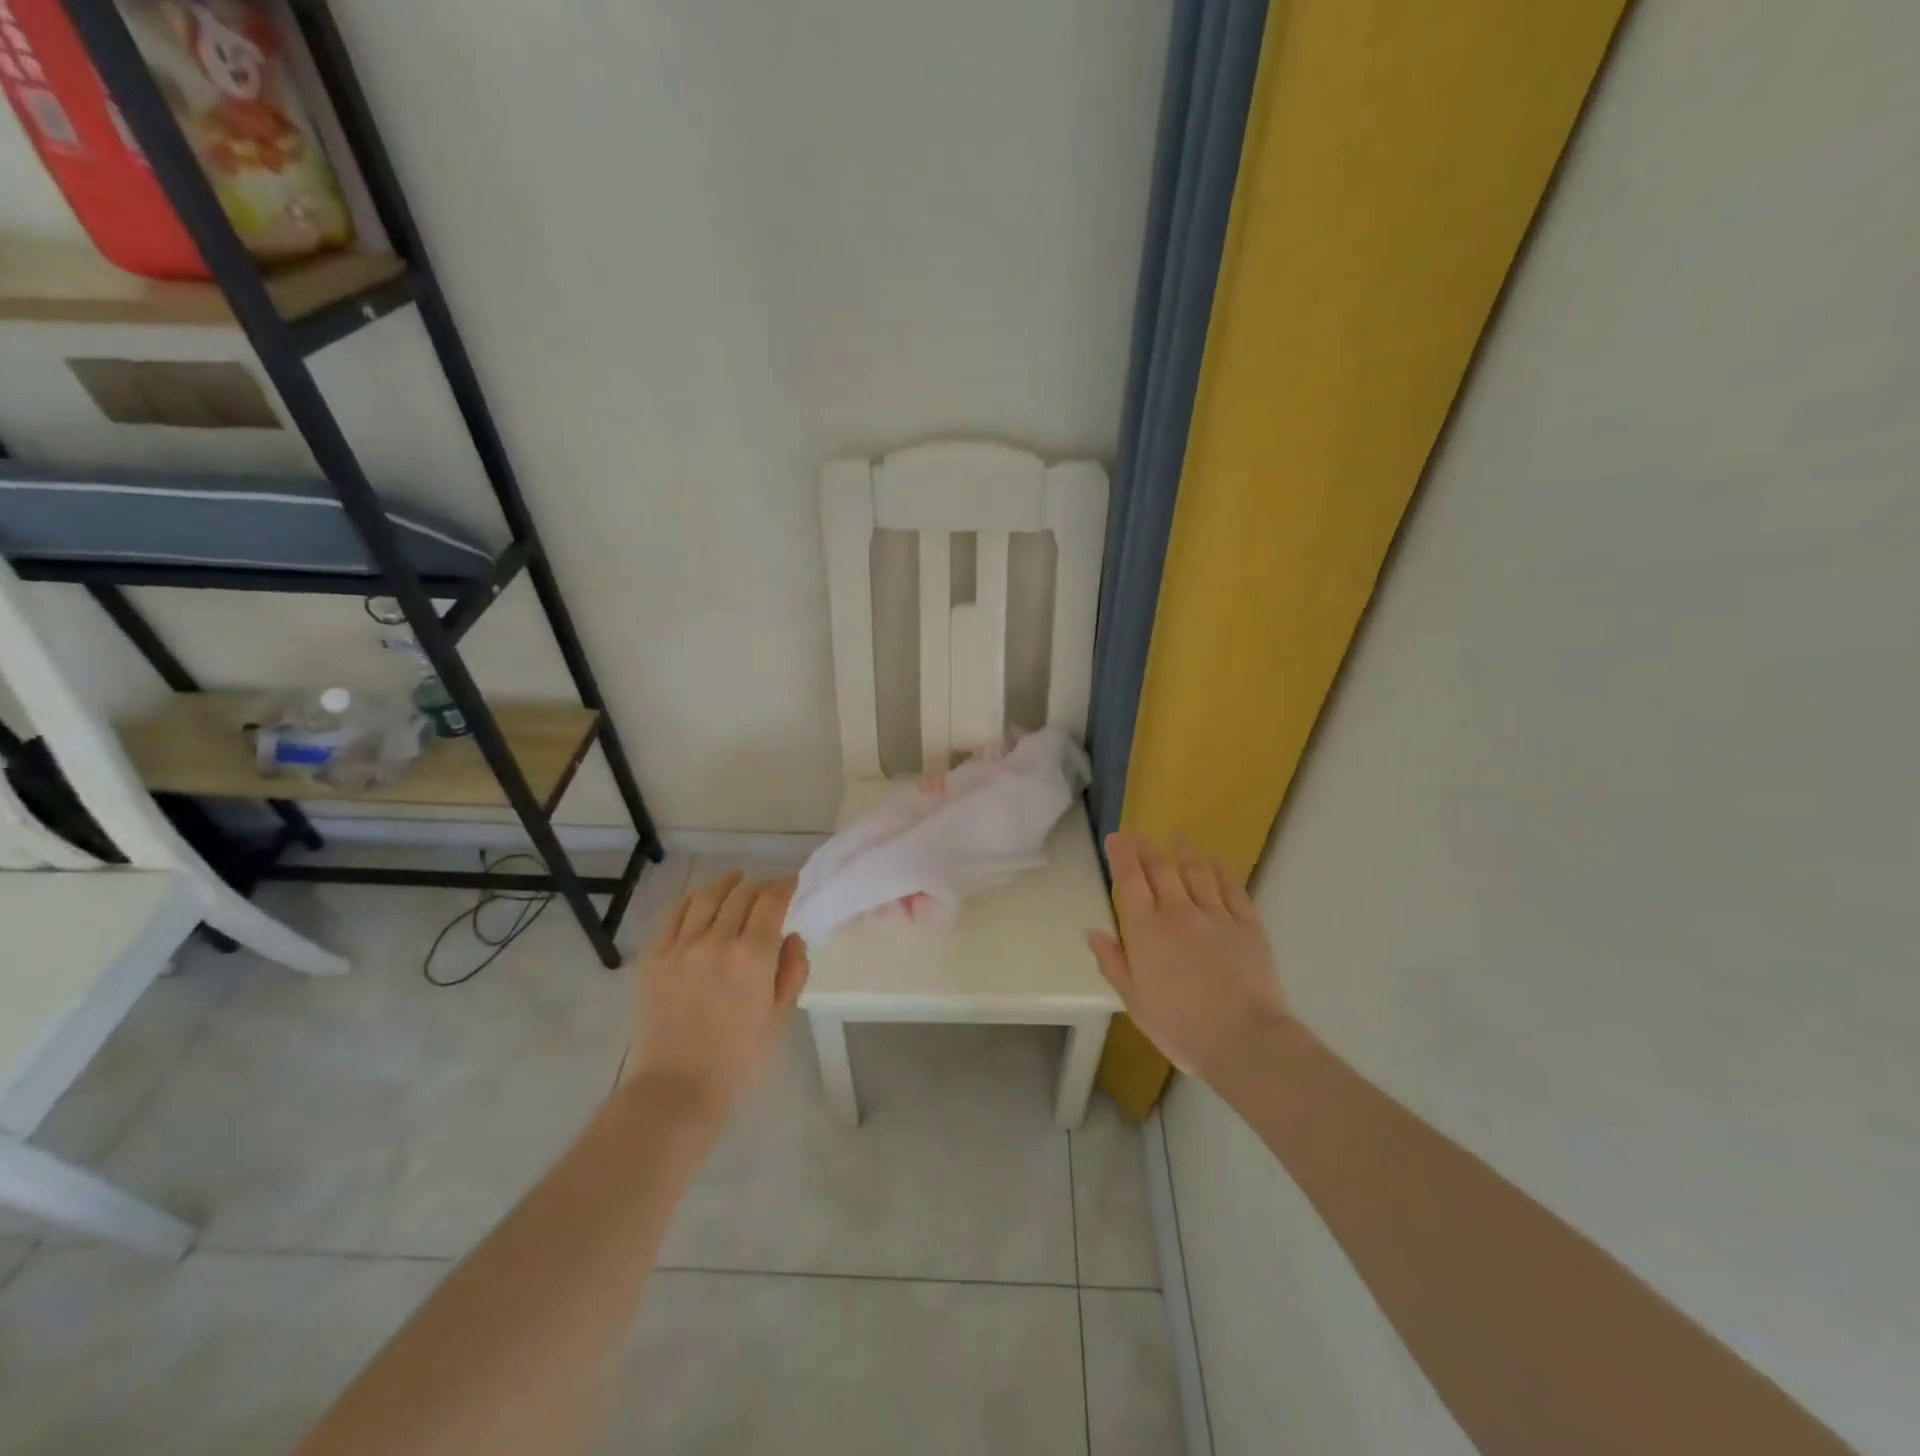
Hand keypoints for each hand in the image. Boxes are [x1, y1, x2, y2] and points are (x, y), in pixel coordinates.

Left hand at [629, 871, 809, 1118]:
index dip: (784, 885)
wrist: (676, 1089)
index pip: (771, 901)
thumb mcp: (781, 1017)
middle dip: (759, 885)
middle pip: (741, 893)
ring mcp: (681, 947)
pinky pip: (674, 915)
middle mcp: (716, 940)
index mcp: (752, 955)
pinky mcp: (654, 958)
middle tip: (768, 890)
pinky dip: (691, 900)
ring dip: (726, 884)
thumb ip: (792, 970)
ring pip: (706, 897)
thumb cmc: (739, 1060)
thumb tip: (791, 936)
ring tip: (735, 881)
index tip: (792, 882)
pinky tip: (700, 900)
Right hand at [1085, 832, 1288, 1082]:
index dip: (1122, 855)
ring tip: (1177, 835)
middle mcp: (1178, 913)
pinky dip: (1221, 870)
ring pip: (1197, 871)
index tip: (1116, 837)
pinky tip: (1215, 860)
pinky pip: (1232, 888)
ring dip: (1184, 850)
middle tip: (1140, 835)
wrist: (1244, 1040)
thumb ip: (1113, 963)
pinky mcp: (1248, 924)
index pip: (1130, 881)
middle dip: (1147, 848)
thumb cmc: (1180, 1028)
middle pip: (1161, 869)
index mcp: (1146, 931)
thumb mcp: (1135, 1002)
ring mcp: (1216, 915)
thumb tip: (1092, 932)